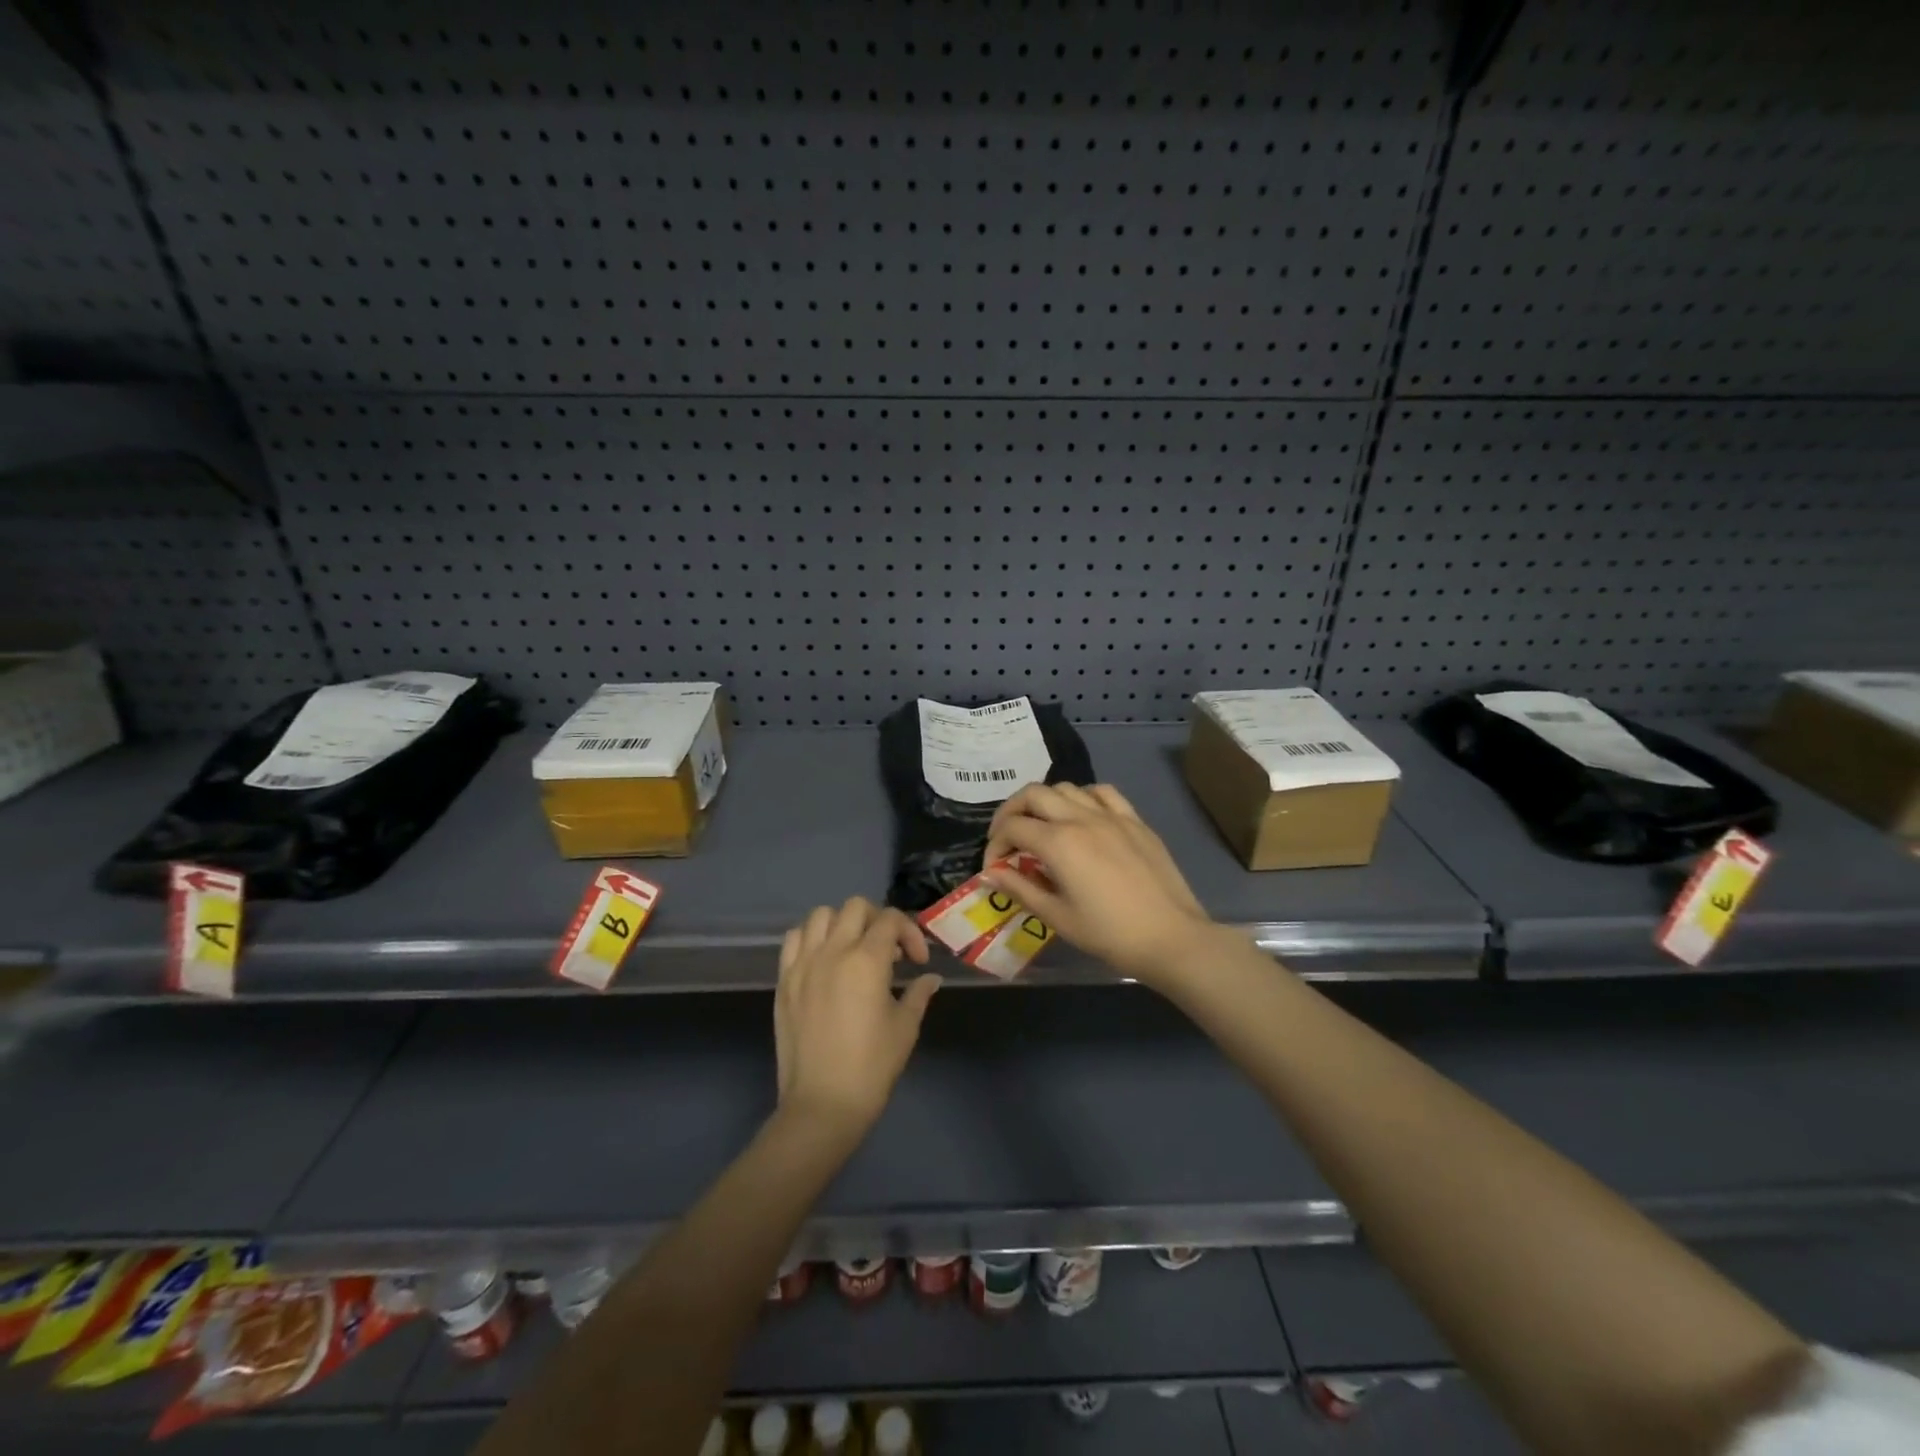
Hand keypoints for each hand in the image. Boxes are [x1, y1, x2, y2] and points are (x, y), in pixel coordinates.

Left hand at [774, 897, 939, 1137]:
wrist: (822, 1104)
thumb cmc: (871, 1067)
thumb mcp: (905, 1028)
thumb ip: (919, 993)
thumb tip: (930, 977)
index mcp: (867, 960)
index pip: (890, 920)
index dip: (910, 933)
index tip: (917, 961)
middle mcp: (833, 951)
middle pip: (855, 907)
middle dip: (878, 920)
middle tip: (889, 950)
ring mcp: (803, 963)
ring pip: (821, 915)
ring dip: (843, 923)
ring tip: (854, 949)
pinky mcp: (784, 980)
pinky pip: (794, 938)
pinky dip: (812, 937)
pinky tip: (824, 958)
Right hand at [982, 783, 1213, 986]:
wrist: (1171, 937)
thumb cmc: (1109, 934)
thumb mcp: (1057, 917)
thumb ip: (1020, 888)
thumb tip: (991, 874)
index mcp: (1059, 842)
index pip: (1013, 828)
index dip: (995, 845)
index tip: (994, 868)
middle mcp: (1081, 818)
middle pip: (1033, 794)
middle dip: (1011, 812)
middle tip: (1007, 838)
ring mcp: (1111, 815)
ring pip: (1066, 787)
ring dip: (1045, 802)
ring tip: (1041, 826)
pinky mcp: (1135, 820)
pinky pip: (1102, 793)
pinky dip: (1083, 797)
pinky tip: (1082, 816)